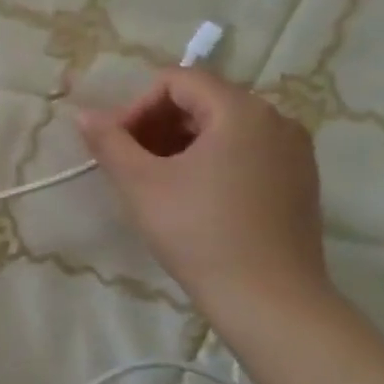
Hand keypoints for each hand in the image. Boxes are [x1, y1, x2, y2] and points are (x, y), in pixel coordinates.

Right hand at [76, 68, 330, 319]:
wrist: (270, 302)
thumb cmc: (199, 233)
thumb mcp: (141, 184)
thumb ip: (109, 141)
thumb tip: (84, 114)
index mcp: (240, 110)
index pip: (176, 81)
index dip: (136, 106)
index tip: (117, 144)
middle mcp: (275, 119)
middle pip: (201, 101)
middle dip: (157, 125)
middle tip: (130, 163)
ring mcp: (293, 151)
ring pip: (223, 128)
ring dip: (181, 143)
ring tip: (156, 181)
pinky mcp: (300, 181)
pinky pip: (246, 151)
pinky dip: (212, 160)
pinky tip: (192, 197)